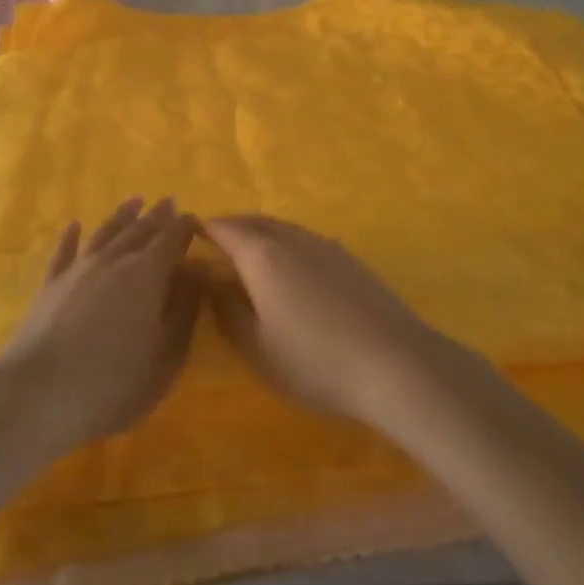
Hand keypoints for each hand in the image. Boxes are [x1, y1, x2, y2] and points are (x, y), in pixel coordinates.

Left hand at [0, 198, 203, 454]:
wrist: (38, 395)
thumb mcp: (166, 356)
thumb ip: (184, 310)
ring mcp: (79, 269)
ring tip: (134, 202)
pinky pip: (64, 252)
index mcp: (148, 274)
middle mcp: (114, 260)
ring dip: (122, 216)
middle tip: (168, 202)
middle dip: (157, 216)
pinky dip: (70, 237)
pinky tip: (73, 225)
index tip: (194, 219)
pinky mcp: (50, 284)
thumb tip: (195, 272)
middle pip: (140, 230)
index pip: (171, 239)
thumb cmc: (113, 383)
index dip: (184, 227)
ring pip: (105, 233)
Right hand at [205, 215, 470, 429]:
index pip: (225, 229)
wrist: (395, 363)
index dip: (204, 230)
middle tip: (214, 242)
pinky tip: (292, 267)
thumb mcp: (258, 348)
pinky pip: (306, 239)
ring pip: (283, 228)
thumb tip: (211, 281)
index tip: (188, 236)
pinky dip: (287, 243)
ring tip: (249, 253)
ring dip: (261, 233)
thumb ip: (229, 311)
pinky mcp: (350, 259)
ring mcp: (325, 245)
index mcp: (263, 255)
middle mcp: (292, 239)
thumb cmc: (315, 361)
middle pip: (255, 221)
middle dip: (232, 227)